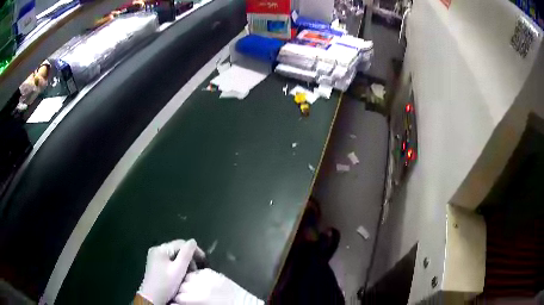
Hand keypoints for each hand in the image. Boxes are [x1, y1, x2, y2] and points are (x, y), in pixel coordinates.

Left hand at [137, 239, 203, 303]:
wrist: (152, 297)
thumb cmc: (166, 284)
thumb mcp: (178, 270)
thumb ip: (186, 254)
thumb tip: (193, 241)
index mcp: (161, 249)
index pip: (181, 243)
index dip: (194, 249)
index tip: (204, 260)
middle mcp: (156, 250)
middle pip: (177, 249)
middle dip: (188, 258)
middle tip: (195, 271)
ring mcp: (154, 257)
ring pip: (174, 256)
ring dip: (184, 263)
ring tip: (189, 274)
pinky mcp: (155, 264)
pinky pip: (169, 261)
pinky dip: (177, 266)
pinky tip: (181, 274)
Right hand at [173, 268, 262, 304]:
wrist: (244, 303)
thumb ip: (189, 304)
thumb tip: (175, 303)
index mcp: (199, 298)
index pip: (178, 296)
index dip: (175, 299)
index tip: (174, 301)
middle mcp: (201, 285)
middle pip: (180, 285)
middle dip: (178, 290)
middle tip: (179, 294)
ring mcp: (207, 277)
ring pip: (187, 276)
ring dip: (184, 281)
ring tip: (185, 287)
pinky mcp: (213, 273)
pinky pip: (198, 272)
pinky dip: (194, 276)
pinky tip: (195, 281)